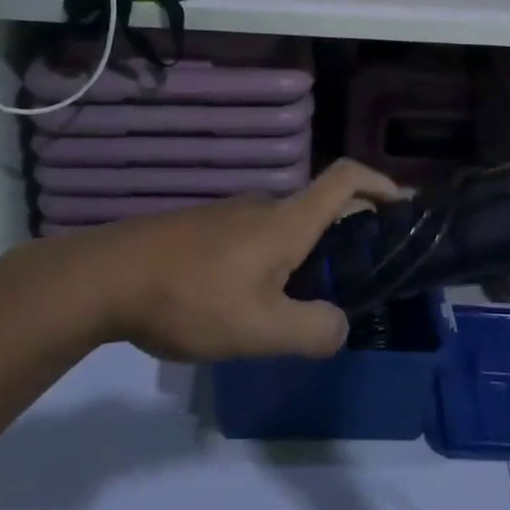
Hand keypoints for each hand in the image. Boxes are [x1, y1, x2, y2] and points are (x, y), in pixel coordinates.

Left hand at [93, 160, 400, 362]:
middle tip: (352, 282)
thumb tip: (341, 325)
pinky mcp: (201, 229)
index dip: (380, 183)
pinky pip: (252, 237)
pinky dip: (270, 259)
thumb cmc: (190, 298)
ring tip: (298, 305)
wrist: (105, 278)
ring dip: (304, 254)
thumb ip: (313, 331)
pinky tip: (247, 302)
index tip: (403, 206)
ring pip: (282, 227)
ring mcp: (227, 214)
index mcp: (286, 221)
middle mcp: (261, 206)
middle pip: (318, 206)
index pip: (345, 179)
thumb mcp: (260, 330)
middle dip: (345, 236)